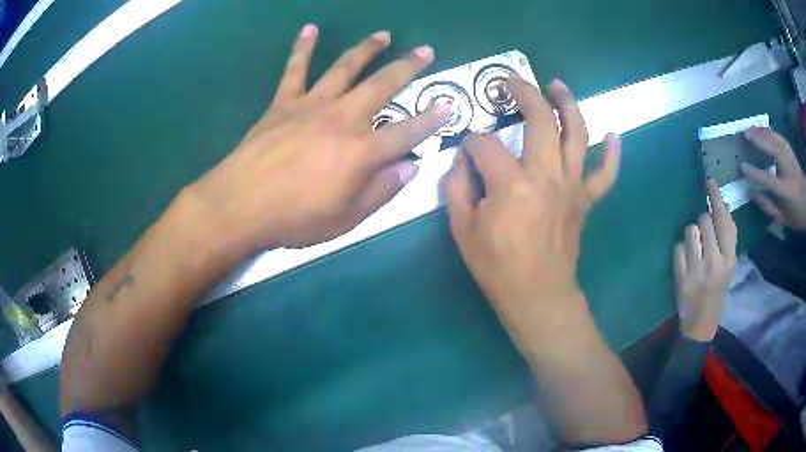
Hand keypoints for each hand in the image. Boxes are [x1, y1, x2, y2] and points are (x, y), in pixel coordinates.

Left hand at [192, 25, 448, 248]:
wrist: (240, 205)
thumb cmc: (294, 218)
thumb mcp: (346, 219)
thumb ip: (381, 191)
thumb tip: (411, 167)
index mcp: (362, 151)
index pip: (407, 131)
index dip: (432, 119)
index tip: (450, 104)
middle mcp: (342, 119)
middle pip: (382, 86)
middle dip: (407, 67)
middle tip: (425, 51)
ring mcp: (311, 105)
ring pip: (345, 69)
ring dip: (367, 49)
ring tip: (383, 35)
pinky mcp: (283, 103)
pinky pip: (295, 70)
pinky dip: (302, 48)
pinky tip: (310, 29)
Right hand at [445, 78, 620, 351]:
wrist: (537, 295)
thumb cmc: (497, 267)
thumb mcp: (462, 229)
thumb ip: (456, 187)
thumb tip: (461, 160)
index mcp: (511, 184)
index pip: (484, 144)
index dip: (470, 143)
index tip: (465, 152)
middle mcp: (547, 175)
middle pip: (540, 119)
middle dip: (523, 92)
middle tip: (510, 82)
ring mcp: (572, 185)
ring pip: (577, 133)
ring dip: (568, 104)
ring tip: (557, 85)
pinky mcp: (585, 199)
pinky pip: (605, 173)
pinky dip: (612, 153)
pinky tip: (614, 134)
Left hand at [673, 180, 736, 341]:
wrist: (701, 322)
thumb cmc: (718, 289)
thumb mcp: (729, 264)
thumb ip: (727, 237)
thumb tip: (720, 204)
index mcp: (730, 259)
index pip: (723, 220)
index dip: (716, 199)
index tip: (708, 182)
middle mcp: (715, 262)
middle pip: (704, 220)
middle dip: (703, 223)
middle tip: (704, 238)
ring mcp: (697, 270)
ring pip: (690, 230)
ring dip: (692, 235)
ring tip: (696, 251)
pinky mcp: (681, 277)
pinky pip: (678, 247)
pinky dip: (680, 251)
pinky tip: (686, 263)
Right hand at [741, 126, 805, 230]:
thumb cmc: (795, 213)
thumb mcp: (782, 217)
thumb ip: (767, 206)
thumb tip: (750, 192)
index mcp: (785, 191)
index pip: (769, 180)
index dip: (755, 173)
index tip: (742, 166)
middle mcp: (788, 171)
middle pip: (773, 150)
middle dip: (759, 140)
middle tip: (745, 134)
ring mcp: (790, 159)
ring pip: (776, 140)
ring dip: (763, 132)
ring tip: (751, 128)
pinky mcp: (791, 152)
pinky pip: (779, 137)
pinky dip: (770, 132)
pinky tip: (763, 130)